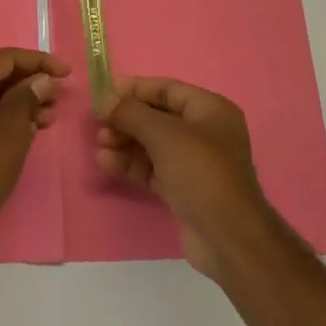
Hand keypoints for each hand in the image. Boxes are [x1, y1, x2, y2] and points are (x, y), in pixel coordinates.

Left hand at [0, 49, 68, 229]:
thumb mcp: (13, 127)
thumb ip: (28, 96)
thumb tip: (43, 79)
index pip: (5, 59)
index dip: (39, 61)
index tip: (66, 72)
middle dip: (30, 84)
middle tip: (58, 96)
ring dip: (18, 102)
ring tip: (48, 118)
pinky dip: (2, 116)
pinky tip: (26, 129)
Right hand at [96, 77, 281, 276]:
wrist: (227, 235)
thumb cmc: (200, 171)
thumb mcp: (164, 134)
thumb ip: (131, 113)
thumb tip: (105, 100)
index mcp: (210, 110)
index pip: (167, 89)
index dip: (135, 89)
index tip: (103, 94)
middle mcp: (204, 132)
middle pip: (157, 117)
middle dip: (126, 119)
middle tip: (98, 125)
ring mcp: (194, 162)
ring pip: (152, 144)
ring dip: (124, 142)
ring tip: (99, 146)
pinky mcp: (182, 188)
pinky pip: (152, 168)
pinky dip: (130, 164)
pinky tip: (106, 163)